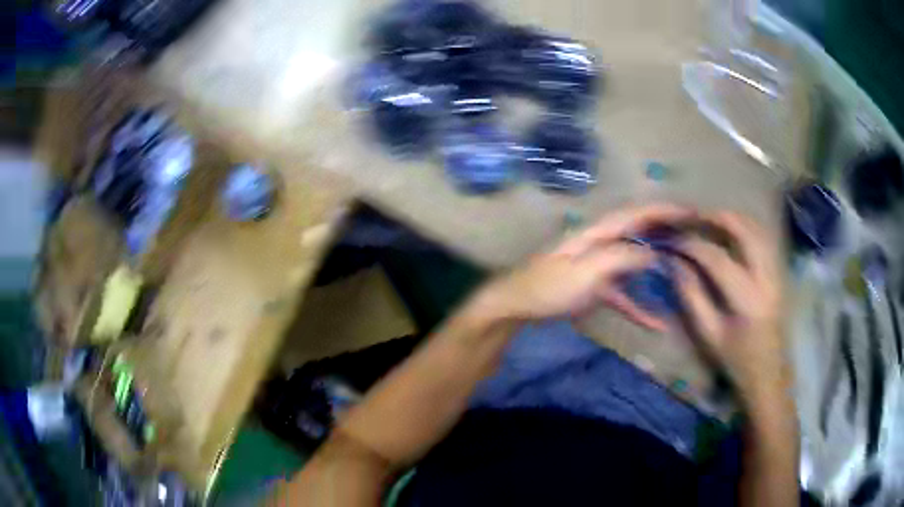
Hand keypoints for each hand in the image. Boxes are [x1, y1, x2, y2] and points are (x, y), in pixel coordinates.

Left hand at [477, 204, 691, 329]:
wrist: (515, 306)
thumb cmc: (548, 287)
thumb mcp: (586, 271)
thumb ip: (620, 258)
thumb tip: (652, 252)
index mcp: (598, 233)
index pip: (637, 214)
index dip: (664, 209)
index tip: (691, 211)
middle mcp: (601, 243)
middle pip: (640, 232)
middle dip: (667, 231)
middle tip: (695, 235)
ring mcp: (599, 266)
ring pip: (635, 262)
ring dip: (659, 266)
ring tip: (686, 270)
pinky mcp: (595, 287)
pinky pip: (623, 294)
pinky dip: (639, 306)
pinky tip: (657, 323)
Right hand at [674, 212, 788, 402]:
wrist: (769, 373)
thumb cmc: (736, 360)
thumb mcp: (709, 335)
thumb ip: (691, 296)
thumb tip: (674, 263)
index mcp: (747, 299)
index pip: (716, 257)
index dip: (692, 245)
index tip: (673, 241)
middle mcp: (766, 277)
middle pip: (743, 229)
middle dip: (715, 217)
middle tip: (692, 217)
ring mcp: (777, 271)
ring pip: (757, 227)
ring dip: (732, 218)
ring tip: (709, 220)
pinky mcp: (779, 271)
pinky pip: (764, 237)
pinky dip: (746, 227)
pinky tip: (732, 232)